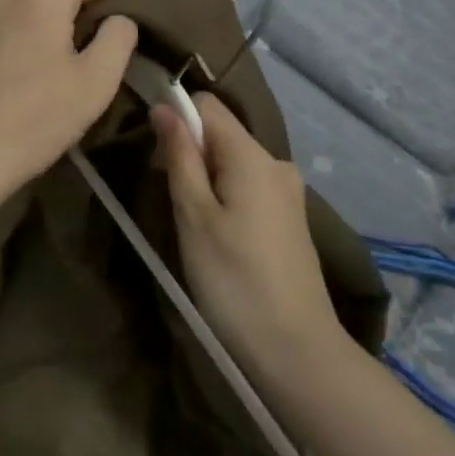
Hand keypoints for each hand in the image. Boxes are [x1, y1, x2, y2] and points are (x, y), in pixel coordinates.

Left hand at [0, 0, 138, 203]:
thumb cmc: (34, 119)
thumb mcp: (95, 82)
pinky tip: (23, 81)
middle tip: (96, 56)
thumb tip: (119, 18)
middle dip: (80, 16)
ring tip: (60, 71)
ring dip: (49, 32)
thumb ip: (119, 38)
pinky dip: (21, 44)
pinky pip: (3, 30)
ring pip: (28, 12)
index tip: (126, 24)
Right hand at [154, 93, 345, 378]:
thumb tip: (165, 107)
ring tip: (194, 225)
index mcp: (252, 155)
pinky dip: (227, 197)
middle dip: (191, 154)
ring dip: (207, 179)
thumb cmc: (234, 280)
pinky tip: (221, 238)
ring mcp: (289, 191)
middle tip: (173, 201)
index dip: (177, 119)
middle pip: (222, 134)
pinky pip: (250, 186)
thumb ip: (180, 157)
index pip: (207, 105)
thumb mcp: (194, 216)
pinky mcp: (291, 217)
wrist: (296, 350)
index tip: (157, 158)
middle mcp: (277, 162)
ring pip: (234, 162)